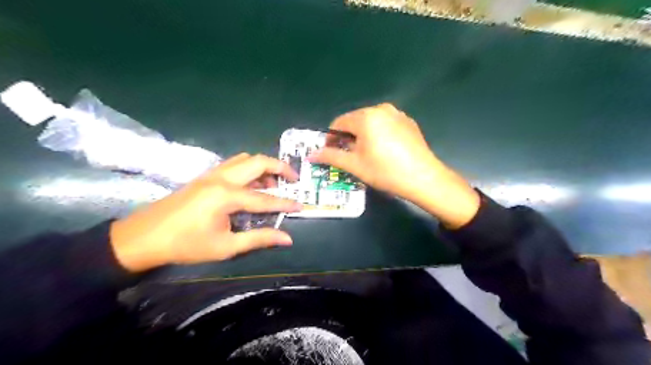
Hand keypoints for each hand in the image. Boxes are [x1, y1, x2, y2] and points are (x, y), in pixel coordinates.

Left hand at [111, 152, 302, 269]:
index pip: (265, 198)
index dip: (285, 203)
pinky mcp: (205, 176)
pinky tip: (251, 183)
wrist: (143, 237)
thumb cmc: (186, 245)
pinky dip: (249, 168)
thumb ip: (259, 238)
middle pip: (258, 162)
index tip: (302, 205)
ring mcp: (212, 173)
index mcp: (227, 196)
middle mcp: (222, 178)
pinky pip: (234, 163)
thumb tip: (287, 238)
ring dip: (264, 166)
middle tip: (294, 179)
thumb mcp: (225, 247)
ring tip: (274, 183)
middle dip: (280, 167)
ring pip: (245, 159)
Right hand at [308, 103, 479, 227]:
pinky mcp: (408, 122)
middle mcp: (381, 109)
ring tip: (366, 155)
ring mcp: (397, 114)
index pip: (339, 122)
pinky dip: (378, 134)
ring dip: (363, 136)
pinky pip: (385, 124)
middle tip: (349, 157)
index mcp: (365, 117)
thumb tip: (311, 155)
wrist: (423, 177)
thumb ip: (331, 156)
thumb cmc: (385, 171)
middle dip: (348, 137)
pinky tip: (384, 151)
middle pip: (355, 121)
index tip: (330, 153)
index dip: (331, 138)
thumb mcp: (354, 165)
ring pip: (371, 122)